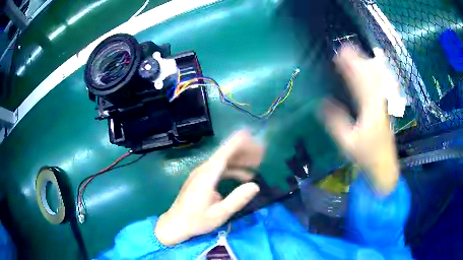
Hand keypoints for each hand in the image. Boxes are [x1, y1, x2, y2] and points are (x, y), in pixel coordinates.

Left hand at [155, 130, 263, 244]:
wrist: (176, 224)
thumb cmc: (197, 220)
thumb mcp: (219, 213)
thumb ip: (237, 200)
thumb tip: (255, 185)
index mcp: (207, 176)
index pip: (224, 153)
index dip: (238, 143)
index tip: (251, 134)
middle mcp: (204, 170)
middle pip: (225, 154)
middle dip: (244, 151)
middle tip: (262, 152)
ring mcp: (201, 173)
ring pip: (223, 160)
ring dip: (240, 159)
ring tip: (258, 163)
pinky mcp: (201, 179)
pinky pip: (220, 168)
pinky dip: (233, 168)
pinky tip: (244, 176)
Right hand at [323, 46, 398, 193]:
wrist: (385, 167)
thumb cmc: (366, 157)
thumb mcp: (348, 143)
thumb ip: (336, 123)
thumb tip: (322, 103)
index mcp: (370, 110)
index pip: (360, 81)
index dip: (350, 66)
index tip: (339, 54)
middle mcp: (378, 103)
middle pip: (370, 75)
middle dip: (358, 60)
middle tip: (345, 48)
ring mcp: (383, 105)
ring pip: (376, 79)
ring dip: (365, 65)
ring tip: (355, 55)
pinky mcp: (384, 109)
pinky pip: (378, 86)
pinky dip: (372, 75)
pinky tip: (368, 72)